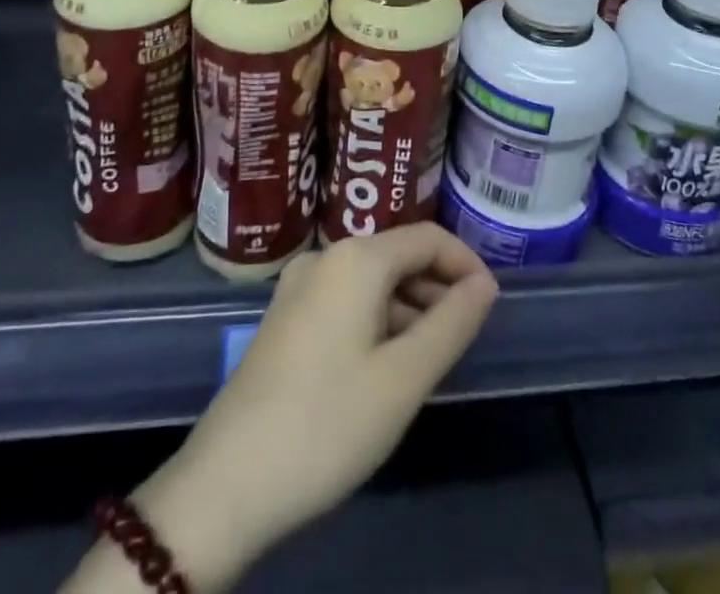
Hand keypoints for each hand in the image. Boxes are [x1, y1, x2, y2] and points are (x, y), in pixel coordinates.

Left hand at [126, 225, 498, 590]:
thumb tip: (485, 284)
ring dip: (409, 309)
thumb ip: (452, 324)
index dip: (465, 264)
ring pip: (372, 282)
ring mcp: (299, 287)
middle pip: (398, 256)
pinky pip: (346, 302)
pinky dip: (378, 322)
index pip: (427, 237)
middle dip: (437, 289)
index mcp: (356, 258)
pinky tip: (386, 368)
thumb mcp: (404, 377)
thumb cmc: (329, 422)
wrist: (228, 482)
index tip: (490, 307)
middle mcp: (325, 257)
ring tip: (431, 361)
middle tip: (464, 340)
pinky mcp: (285, 318)